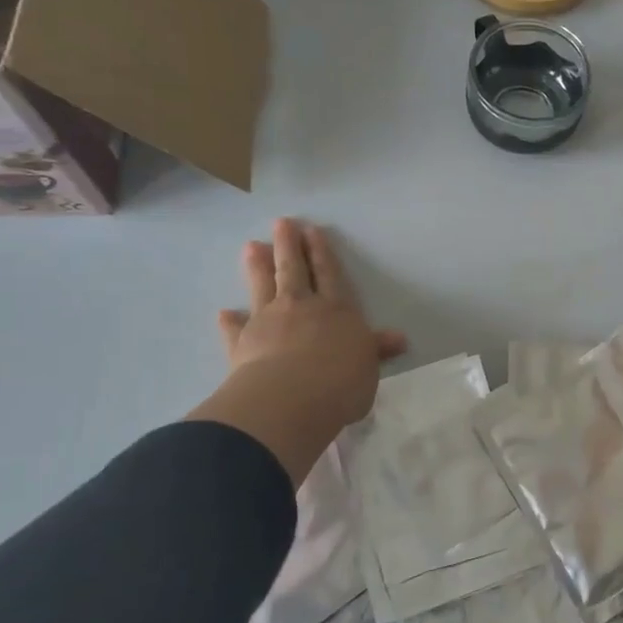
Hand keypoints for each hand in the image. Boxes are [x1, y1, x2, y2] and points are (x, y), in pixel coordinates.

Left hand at [190, 219, 405, 480]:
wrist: (291, 399)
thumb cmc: (341, 383)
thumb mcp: (368, 366)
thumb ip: (375, 349)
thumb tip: (398, 339)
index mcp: (337, 310)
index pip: (329, 275)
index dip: (322, 253)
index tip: (312, 231)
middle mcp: (301, 308)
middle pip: (294, 270)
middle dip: (288, 246)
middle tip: (281, 223)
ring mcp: (268, 322)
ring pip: (263, 287)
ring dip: (258, 267)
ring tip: (252, 246)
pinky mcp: (243, 343)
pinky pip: (236, 328)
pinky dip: (230, 321)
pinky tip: (224, 313)